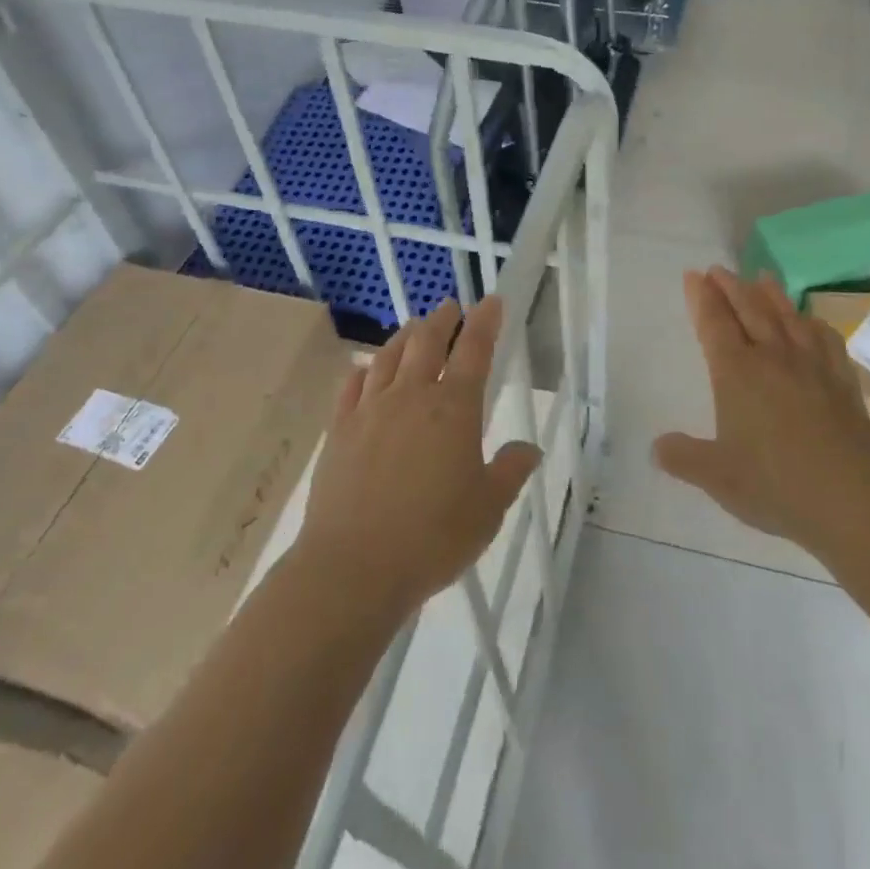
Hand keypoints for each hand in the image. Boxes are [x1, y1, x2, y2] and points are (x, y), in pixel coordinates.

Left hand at [294, 297, 539, 622]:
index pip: (475, 351)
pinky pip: (351, 387)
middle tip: (450, 307)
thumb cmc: (433, 537)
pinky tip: (364, 369)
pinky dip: (362, 370)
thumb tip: (529, 449)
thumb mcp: (488, 509)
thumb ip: (510, 472)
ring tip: (414, 327)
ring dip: (405, 336)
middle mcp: (412, 397)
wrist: (353, 568)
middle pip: (428, 342)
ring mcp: (370, 411)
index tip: (491, 301)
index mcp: (454, 409)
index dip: (485, 322)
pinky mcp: (340, 431)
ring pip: (389, 357)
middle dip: (442, 320)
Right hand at [655, 268, 869, 557]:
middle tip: (719, 269)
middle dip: (730, 286)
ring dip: (771, 294)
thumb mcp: (716, 477)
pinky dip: (812, 323)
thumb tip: (656, 447)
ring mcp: (811, 365)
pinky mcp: (842, 380)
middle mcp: (772, 357)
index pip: (714, 324)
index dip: (702, 298)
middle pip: (749, 309)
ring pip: (787, 316)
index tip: (694, 275)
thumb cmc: (775, 484)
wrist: (850, 498)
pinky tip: (811, 322)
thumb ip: (683, 458)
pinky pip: (825, 339)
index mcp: (737, 373)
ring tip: (761, 277)